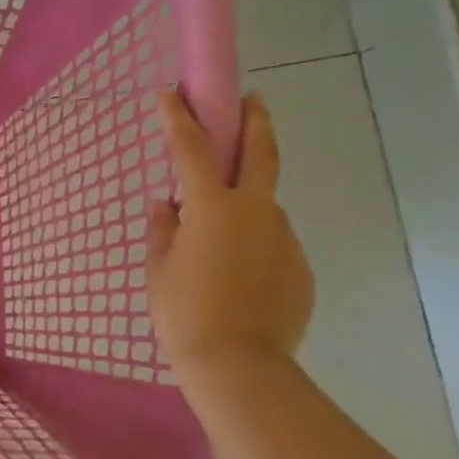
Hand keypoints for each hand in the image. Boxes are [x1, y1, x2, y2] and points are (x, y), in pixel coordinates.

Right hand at [147, 91, 314, 382]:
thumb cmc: (184, 313)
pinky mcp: (300, 267)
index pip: (192, 150)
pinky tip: (239, 276)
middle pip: (260, 152)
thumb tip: (167, 205)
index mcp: (212, 207)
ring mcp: (284, 238)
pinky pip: (272, 245)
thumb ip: (163, 230)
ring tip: (222, 238)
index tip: (173, 93)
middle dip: (254, 120)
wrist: (239, 365)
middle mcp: (255, 211)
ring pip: (265, 207)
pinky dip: (255, 247)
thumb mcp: (158, 270)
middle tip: (253, 99)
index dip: (180, 119)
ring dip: (247, 204)